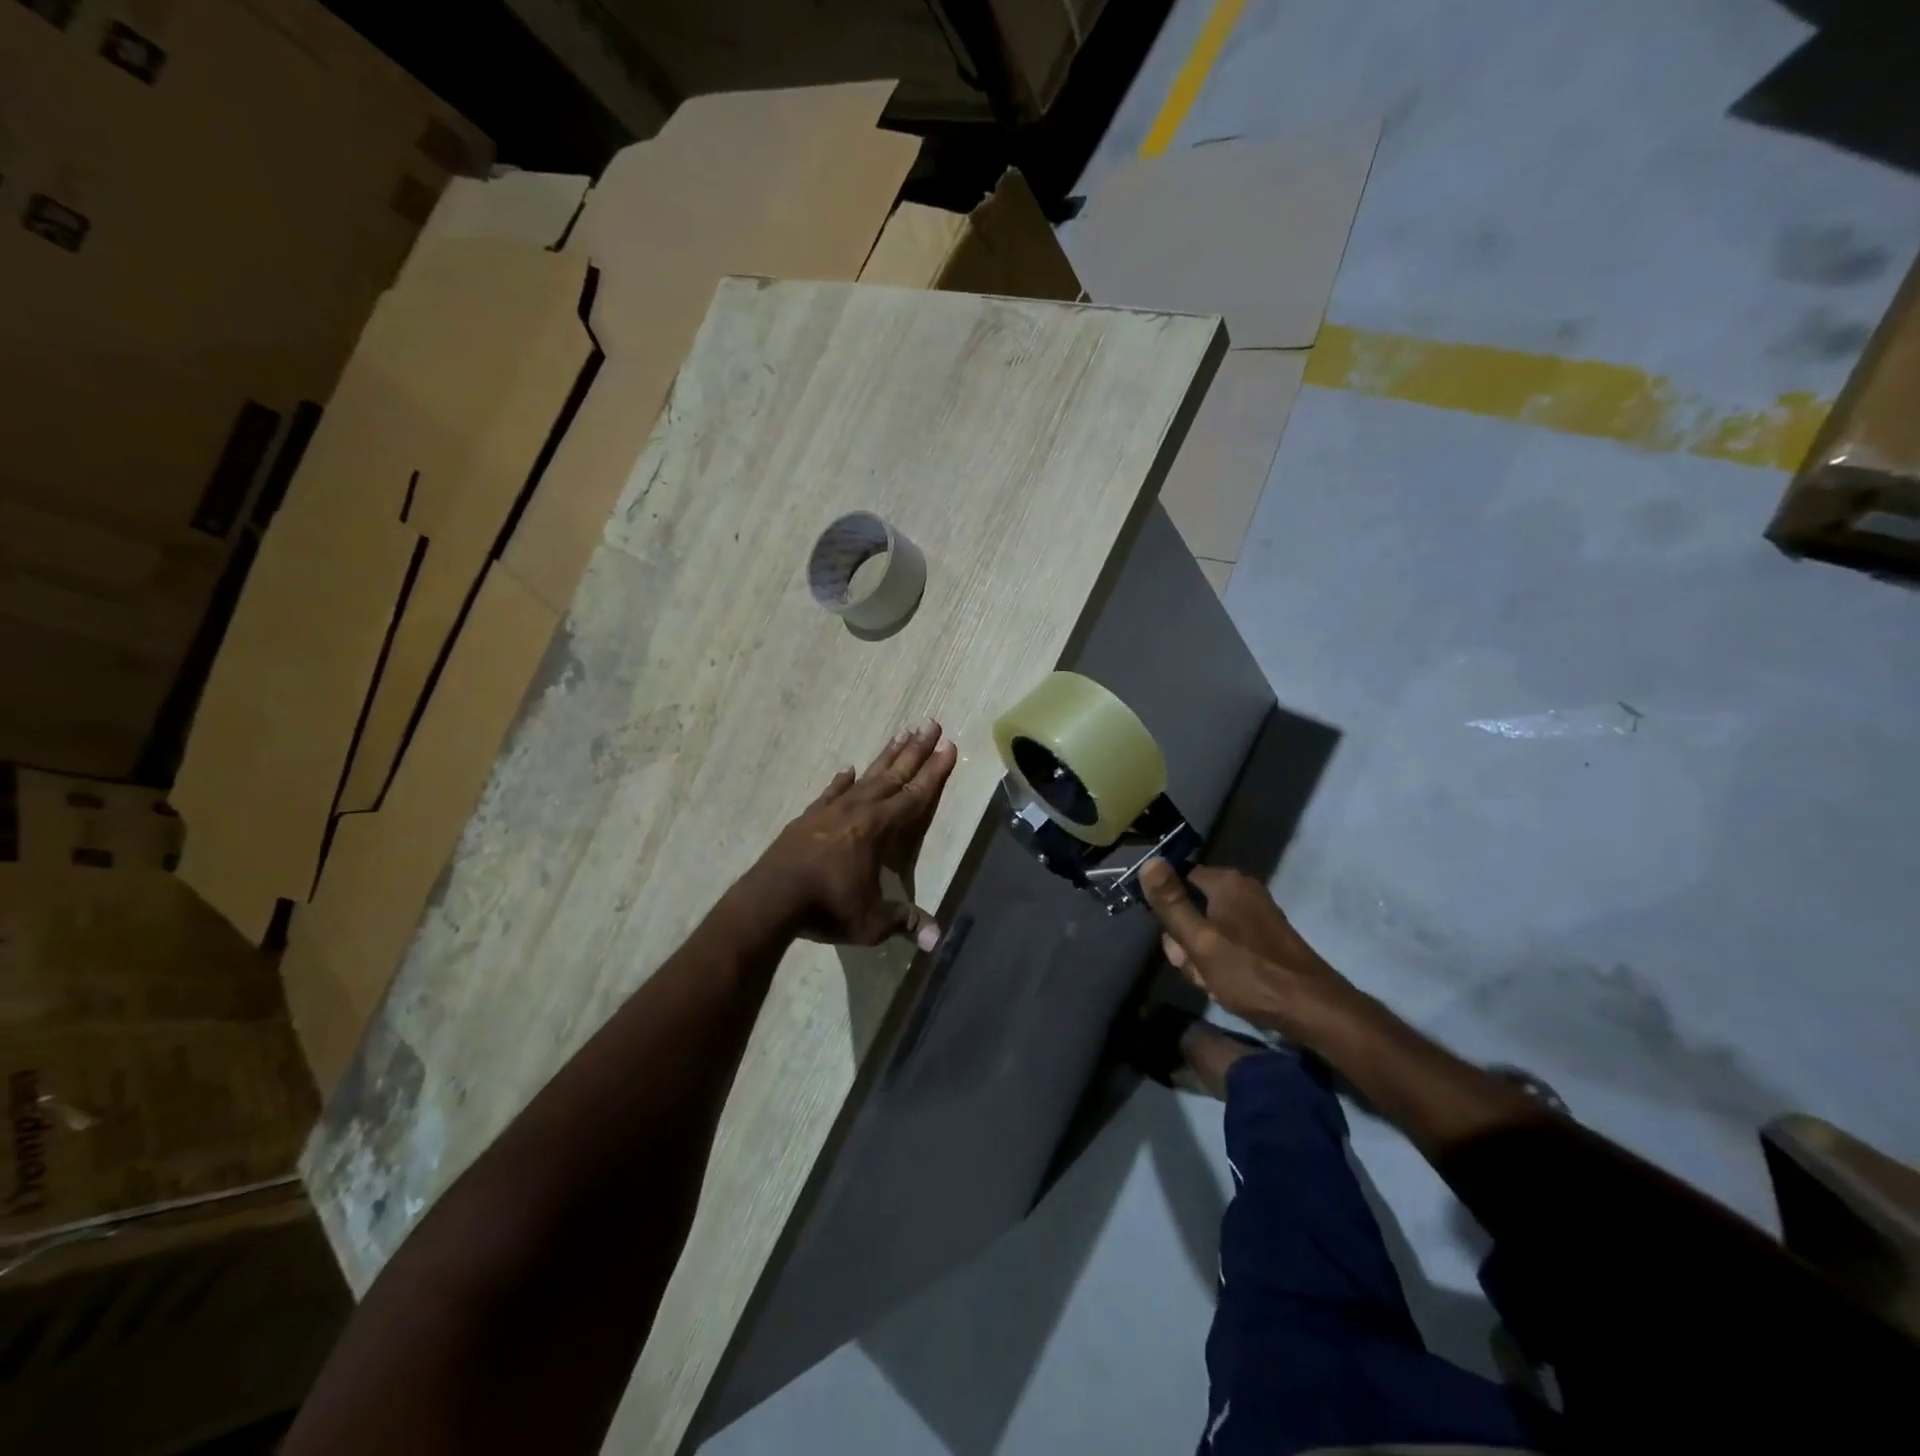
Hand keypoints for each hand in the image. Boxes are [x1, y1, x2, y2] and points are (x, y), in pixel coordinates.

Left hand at [746, 719, 958, 949]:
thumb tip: (938, 940)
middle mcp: (858, 810)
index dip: (934, 772)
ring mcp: (830, 811)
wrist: (770, 899)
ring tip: (901, 734)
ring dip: (885, 757)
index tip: (949, 745)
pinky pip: (831, 792)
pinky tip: (848, 769)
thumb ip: (904, 921)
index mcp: (878, 829)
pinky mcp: (807, 818)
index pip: (915, 795)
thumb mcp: (871, 921)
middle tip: (931, 723)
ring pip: (865, 777)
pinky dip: (842, 781)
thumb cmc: (826, 908)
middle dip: (915, 750)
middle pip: (893, 774)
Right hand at [1138, 861, 1358, 1037]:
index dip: (1166, 908)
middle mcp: (1242, 889)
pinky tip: (1225, 984)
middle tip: (1192, 967)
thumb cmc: (1250, 973)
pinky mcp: (1265, 936)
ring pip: (1208, 929)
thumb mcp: (1200, 941)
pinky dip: (1221, 961)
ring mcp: (1256, 913)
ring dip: (1201, 957)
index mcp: (1226, 882)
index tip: (1168, 938)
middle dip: (1185, 941)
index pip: (1178, 878)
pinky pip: (1228, 941)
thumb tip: (1148, 861)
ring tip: (1210, 982)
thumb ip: (1171, 904)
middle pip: (1192, 907)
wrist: (1312, 1009)